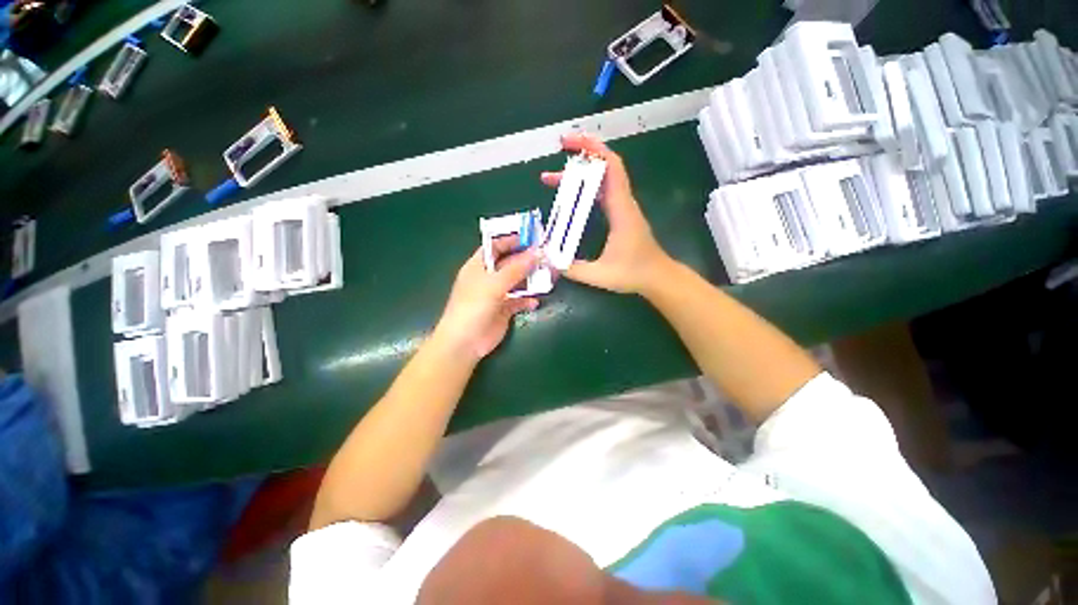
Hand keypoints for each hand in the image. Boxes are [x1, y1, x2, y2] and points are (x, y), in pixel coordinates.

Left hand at [433, 239, 539, 362]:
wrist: (465, 342)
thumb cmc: (473, 306)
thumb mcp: (494, 284)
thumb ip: (516, 268)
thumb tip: (538, 252)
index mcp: (479, 266)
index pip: (495, 246)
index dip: (512, 240)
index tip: (532, 237)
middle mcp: (488, 278)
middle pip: (509, 263)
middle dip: (526, 259)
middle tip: (547, 255)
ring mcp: (496, 294)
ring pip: (517, 282)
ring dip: (530, 279)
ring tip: (548, 275)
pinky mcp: (504, 310)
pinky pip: (519, 301)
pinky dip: (527, 300)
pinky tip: (535, 301)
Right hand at [540, 133, 671, 294]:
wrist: (658, 277)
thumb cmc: (634, 274)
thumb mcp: (601, 276)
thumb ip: (574, 270)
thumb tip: (549, 261)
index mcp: (621, 210)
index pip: (611, 168)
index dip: (592, 150)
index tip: (569, 143)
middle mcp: (623, 203)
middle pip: (606, 167)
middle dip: (582, 154)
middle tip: (557, 152)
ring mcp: (623, 208)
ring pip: (603, 179)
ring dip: (581, 173)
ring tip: (553, 178)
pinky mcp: (621, 215)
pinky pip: (603, 192)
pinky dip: (586, 187)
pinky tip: (571, 194)